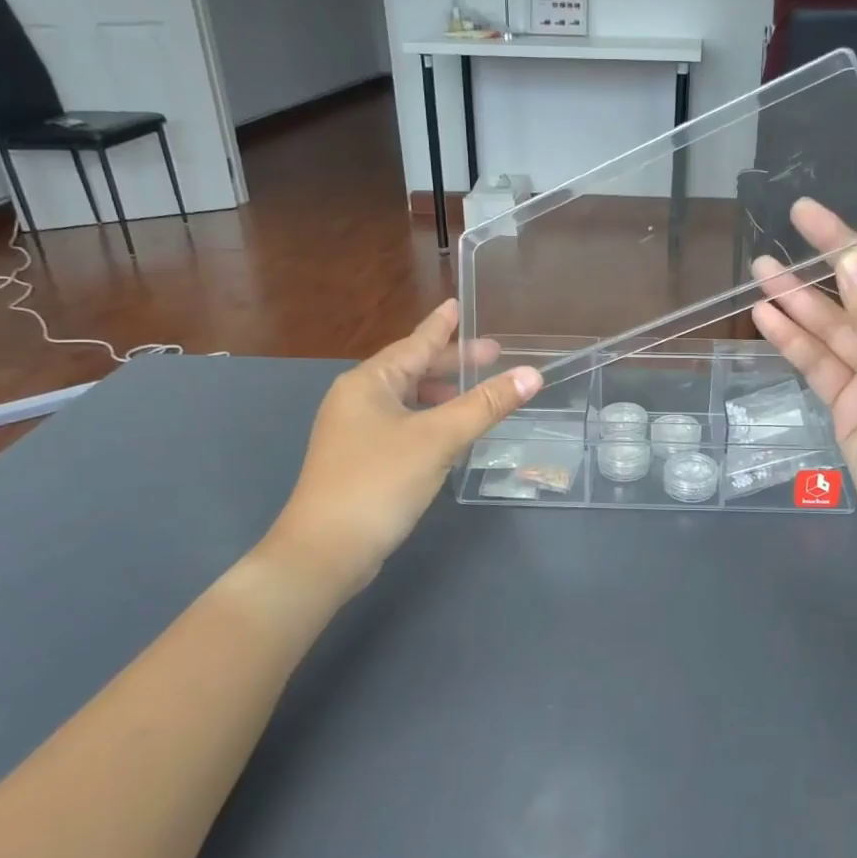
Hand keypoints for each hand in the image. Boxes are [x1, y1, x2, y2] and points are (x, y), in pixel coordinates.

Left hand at [251, 301, 540, 609]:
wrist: (325, 551)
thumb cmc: (379, 482)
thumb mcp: (438, 438)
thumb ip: (485, 405)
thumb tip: (531, 374)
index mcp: (369, 382)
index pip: (414, 343)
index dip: (441, 326)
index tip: (458, 305)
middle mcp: (357, 399)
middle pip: (411, 369)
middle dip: (450, 363)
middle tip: (491, 355)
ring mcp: (354, 431)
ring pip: (406, 399)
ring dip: (440, 393)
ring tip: (474, 393)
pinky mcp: (359, 460)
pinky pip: (402, 423)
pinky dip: (428, 418)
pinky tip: (448, 432)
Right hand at [752, 201, 856, 631]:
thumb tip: (852, 257)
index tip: (845, 244)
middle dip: (835, 252)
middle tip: (797, 217)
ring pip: (835, 323)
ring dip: (801, 296)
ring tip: (761, 267)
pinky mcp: (850, 404)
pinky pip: (818, 362)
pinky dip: (793, 340)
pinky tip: (765, 317)